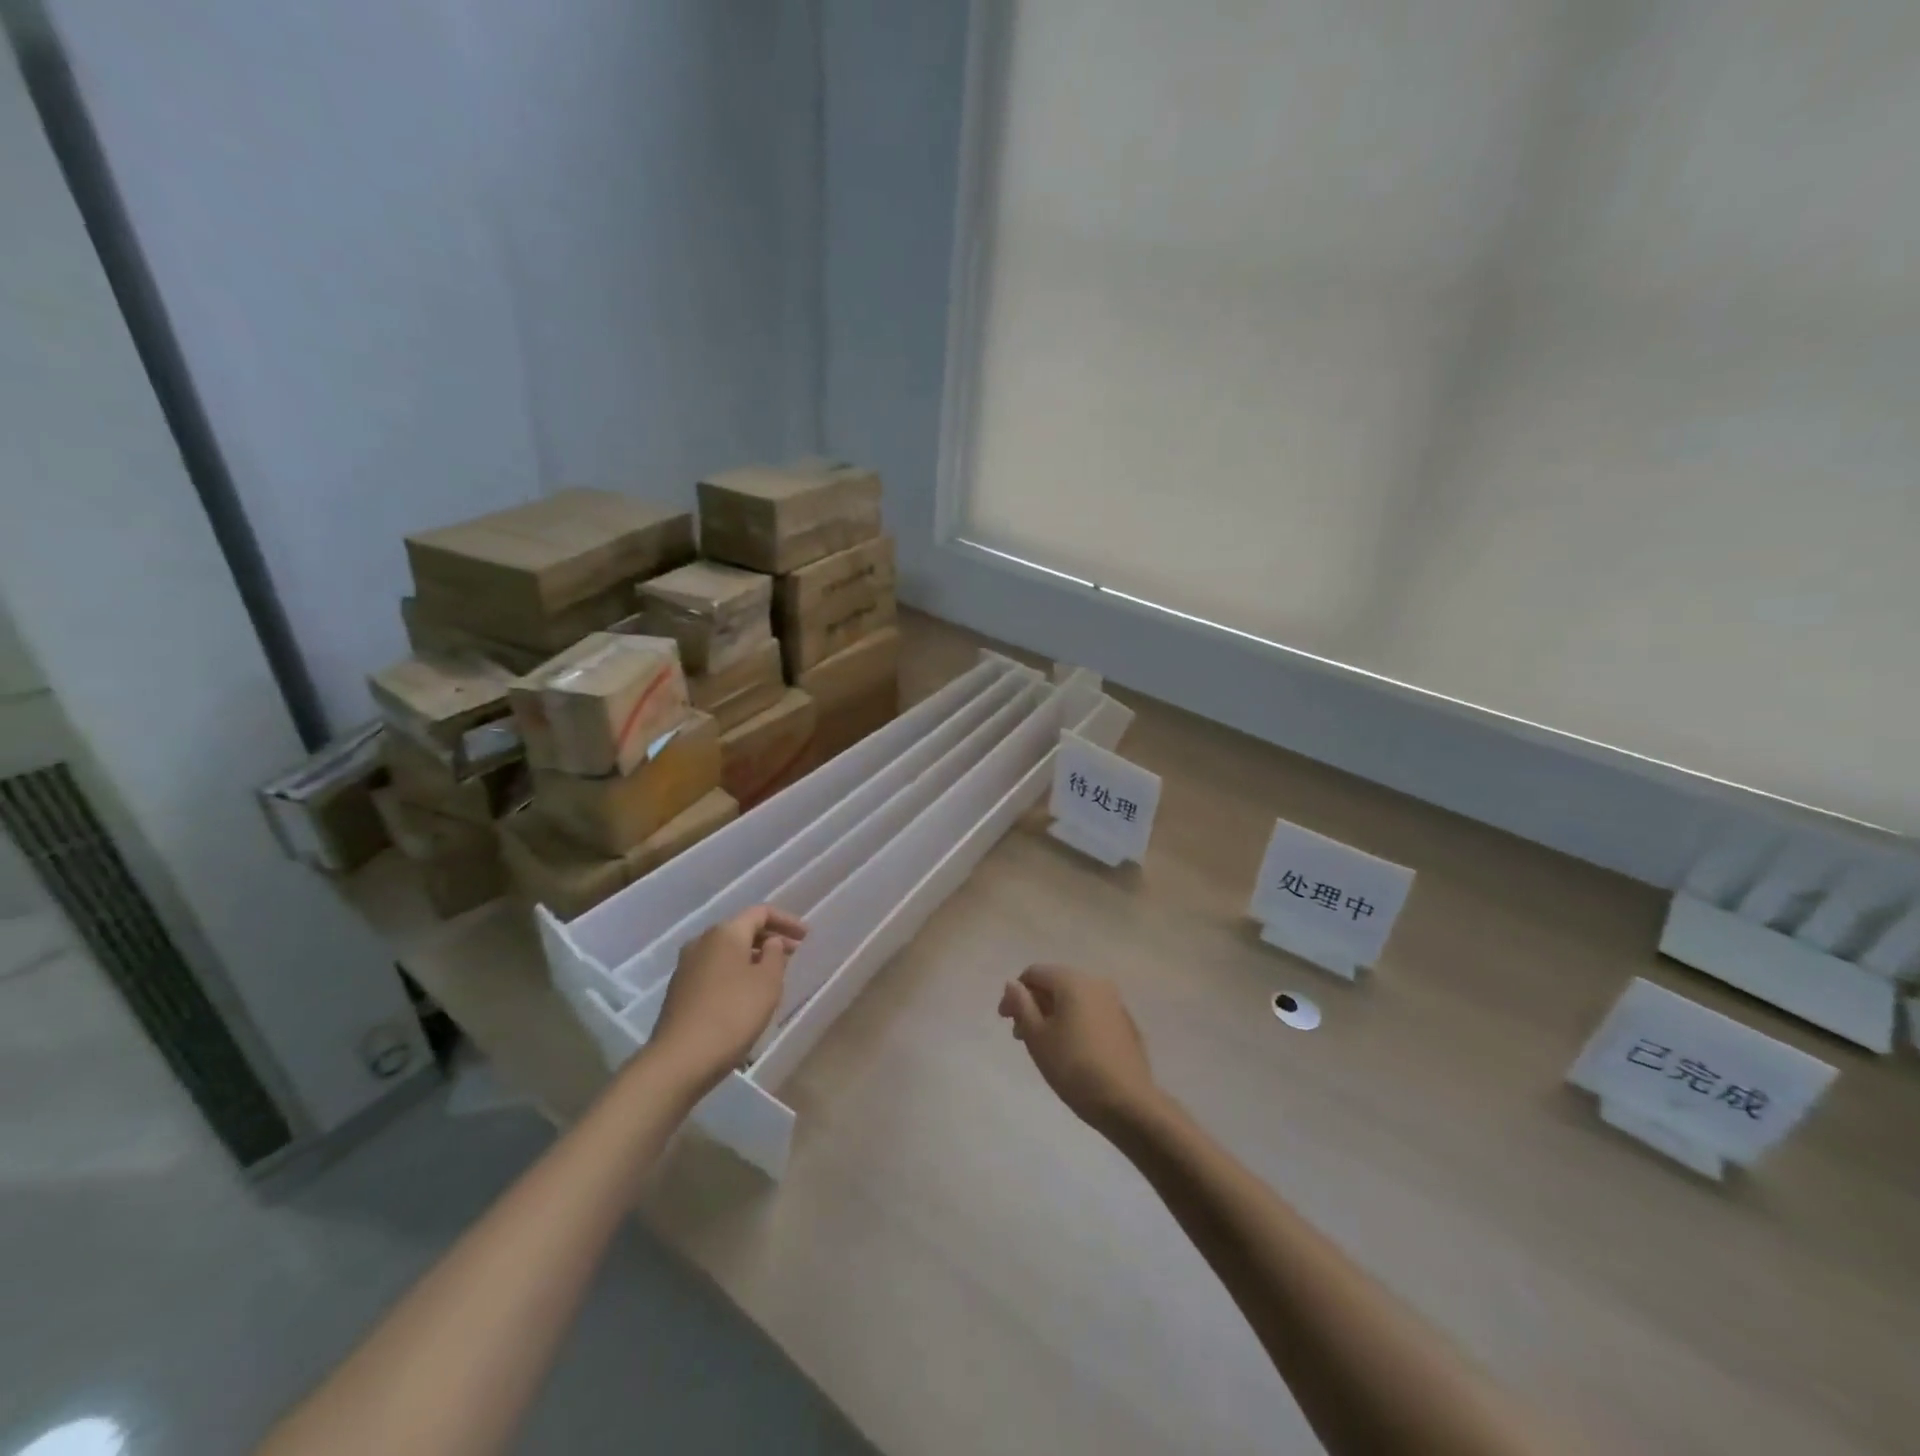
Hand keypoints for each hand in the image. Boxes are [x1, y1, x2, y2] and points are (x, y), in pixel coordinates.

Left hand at [648, 906, 806, 1093]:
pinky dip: (735, 971)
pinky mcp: (680, 989)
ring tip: (773, 973)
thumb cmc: (733, 1014)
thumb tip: (770, 942)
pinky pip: (715, 969)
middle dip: (770, 938)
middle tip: (794, 953)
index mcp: (725, 933)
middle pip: (741, 929)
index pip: (760, 912)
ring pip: (727, 950)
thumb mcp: (768, 983)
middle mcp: (702, 941)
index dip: (787, 920)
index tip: (806, 936)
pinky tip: (746, 993)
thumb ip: (775, 955)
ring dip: (752, 956)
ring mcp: (687, 966)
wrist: (680, 1059)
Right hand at [998, 964, 1160, 1137]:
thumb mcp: (1037, 1037)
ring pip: (1074, 999)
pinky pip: (1091, 1013)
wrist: (1127, 1102)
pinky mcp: (1125, 1023)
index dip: (1015, 994)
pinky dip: (1075, 1022)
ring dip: (1054, 1014)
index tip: (1005, 1021)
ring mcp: (1115, 1002)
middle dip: (1034, 1004)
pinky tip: (1071, 1050)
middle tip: (1021, 1035)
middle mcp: (1096, 982)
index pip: (1034, 973)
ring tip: (1044, 1044)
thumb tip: (1012, 984)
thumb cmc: (1073, 1067)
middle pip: (1055, 983)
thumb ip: (1021, 1005)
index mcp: (1072, 980)